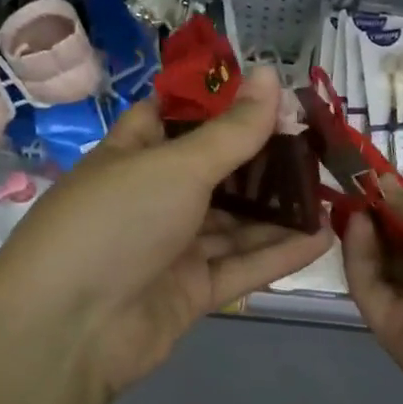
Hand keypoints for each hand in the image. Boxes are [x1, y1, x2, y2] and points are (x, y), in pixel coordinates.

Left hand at [0, 67, 332, 403]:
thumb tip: (271, 74)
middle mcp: (152, 199)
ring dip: (278, 210)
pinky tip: (322, 238)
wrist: (69, 330)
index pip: (175, 118)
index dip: (220, 104)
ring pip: (234, 223)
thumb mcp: (176, 166)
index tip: (272, 94)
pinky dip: (277, 254)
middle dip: (263, 160)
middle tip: (319, 145)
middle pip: (215, 173)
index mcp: (133, 156)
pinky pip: (240, 267)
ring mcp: (171, 248)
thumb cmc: (116, 223)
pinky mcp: (190, 292)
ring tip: (333, 190)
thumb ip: (231, 130)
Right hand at [343, 193, 402, 403]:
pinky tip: (357, 226)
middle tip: (355, 189)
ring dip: (367, 235)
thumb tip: (382, 186)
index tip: (378, 181)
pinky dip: (360, 259)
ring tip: (353, 202)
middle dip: (381, 220)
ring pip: (384, 270)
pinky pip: (372, 291)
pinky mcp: (395, 333)